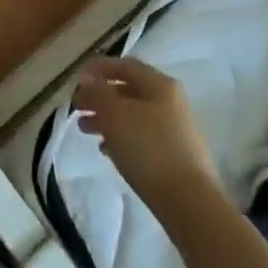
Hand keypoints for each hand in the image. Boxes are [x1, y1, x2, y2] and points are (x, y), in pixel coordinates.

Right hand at [74, 57, 218, 202]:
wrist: (189, 202)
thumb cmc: (148, 148)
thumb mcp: (114, 114)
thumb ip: (97, 92)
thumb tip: (90, 81)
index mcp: (160, 85)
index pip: (125, 65)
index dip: (99, 67)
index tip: (77, 79)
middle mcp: (171, 102)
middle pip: (129, 91)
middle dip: (100, 97)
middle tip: (78, 108)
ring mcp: (176, 130)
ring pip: (134, 115)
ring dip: (107, 118)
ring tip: (85, 130)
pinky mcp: (176, 156)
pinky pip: (143, 137)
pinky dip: (122, 138)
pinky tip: (107, 150)